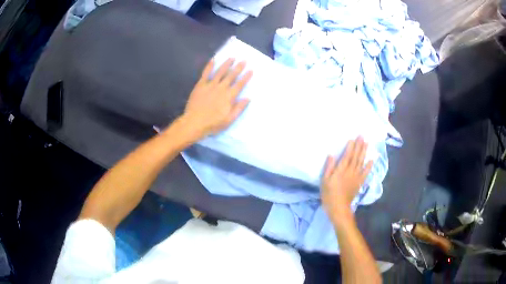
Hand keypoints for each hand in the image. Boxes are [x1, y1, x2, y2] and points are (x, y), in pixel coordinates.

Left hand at [181, 58, 252, 137]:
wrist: (194, 123)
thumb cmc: (213, 124)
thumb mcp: (229, 120)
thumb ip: (239, 108)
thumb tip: (247, 98)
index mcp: (229, 96)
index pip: (239, 84)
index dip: (246, 77)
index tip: (251, 70)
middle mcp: (221, 88)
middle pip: (231, 75)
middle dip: (238, 67)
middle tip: (243, 60)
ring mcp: (210, 85)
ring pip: (220, 72)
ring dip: (226, 64)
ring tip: (232, 58)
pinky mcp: (200, 85)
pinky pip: (206, 73)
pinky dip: (209, 66)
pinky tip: (213, 59)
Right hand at [321, 137, 372, 220]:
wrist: (338, 208)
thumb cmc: (329, 194)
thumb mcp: (324, 181)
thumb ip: (328, 167)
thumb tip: (331, 155)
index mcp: (341, 170)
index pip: (347, 156)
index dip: (350, 147)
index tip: (353, 138)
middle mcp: (350, 171)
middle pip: (356, 157)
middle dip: (359, 146)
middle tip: (362, 136)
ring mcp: (356, 177)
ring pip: (361, 162)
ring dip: (364, 152)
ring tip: (367, 143)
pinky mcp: (359, 183)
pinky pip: (365, 173)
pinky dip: (369, 166)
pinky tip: (372, 160)